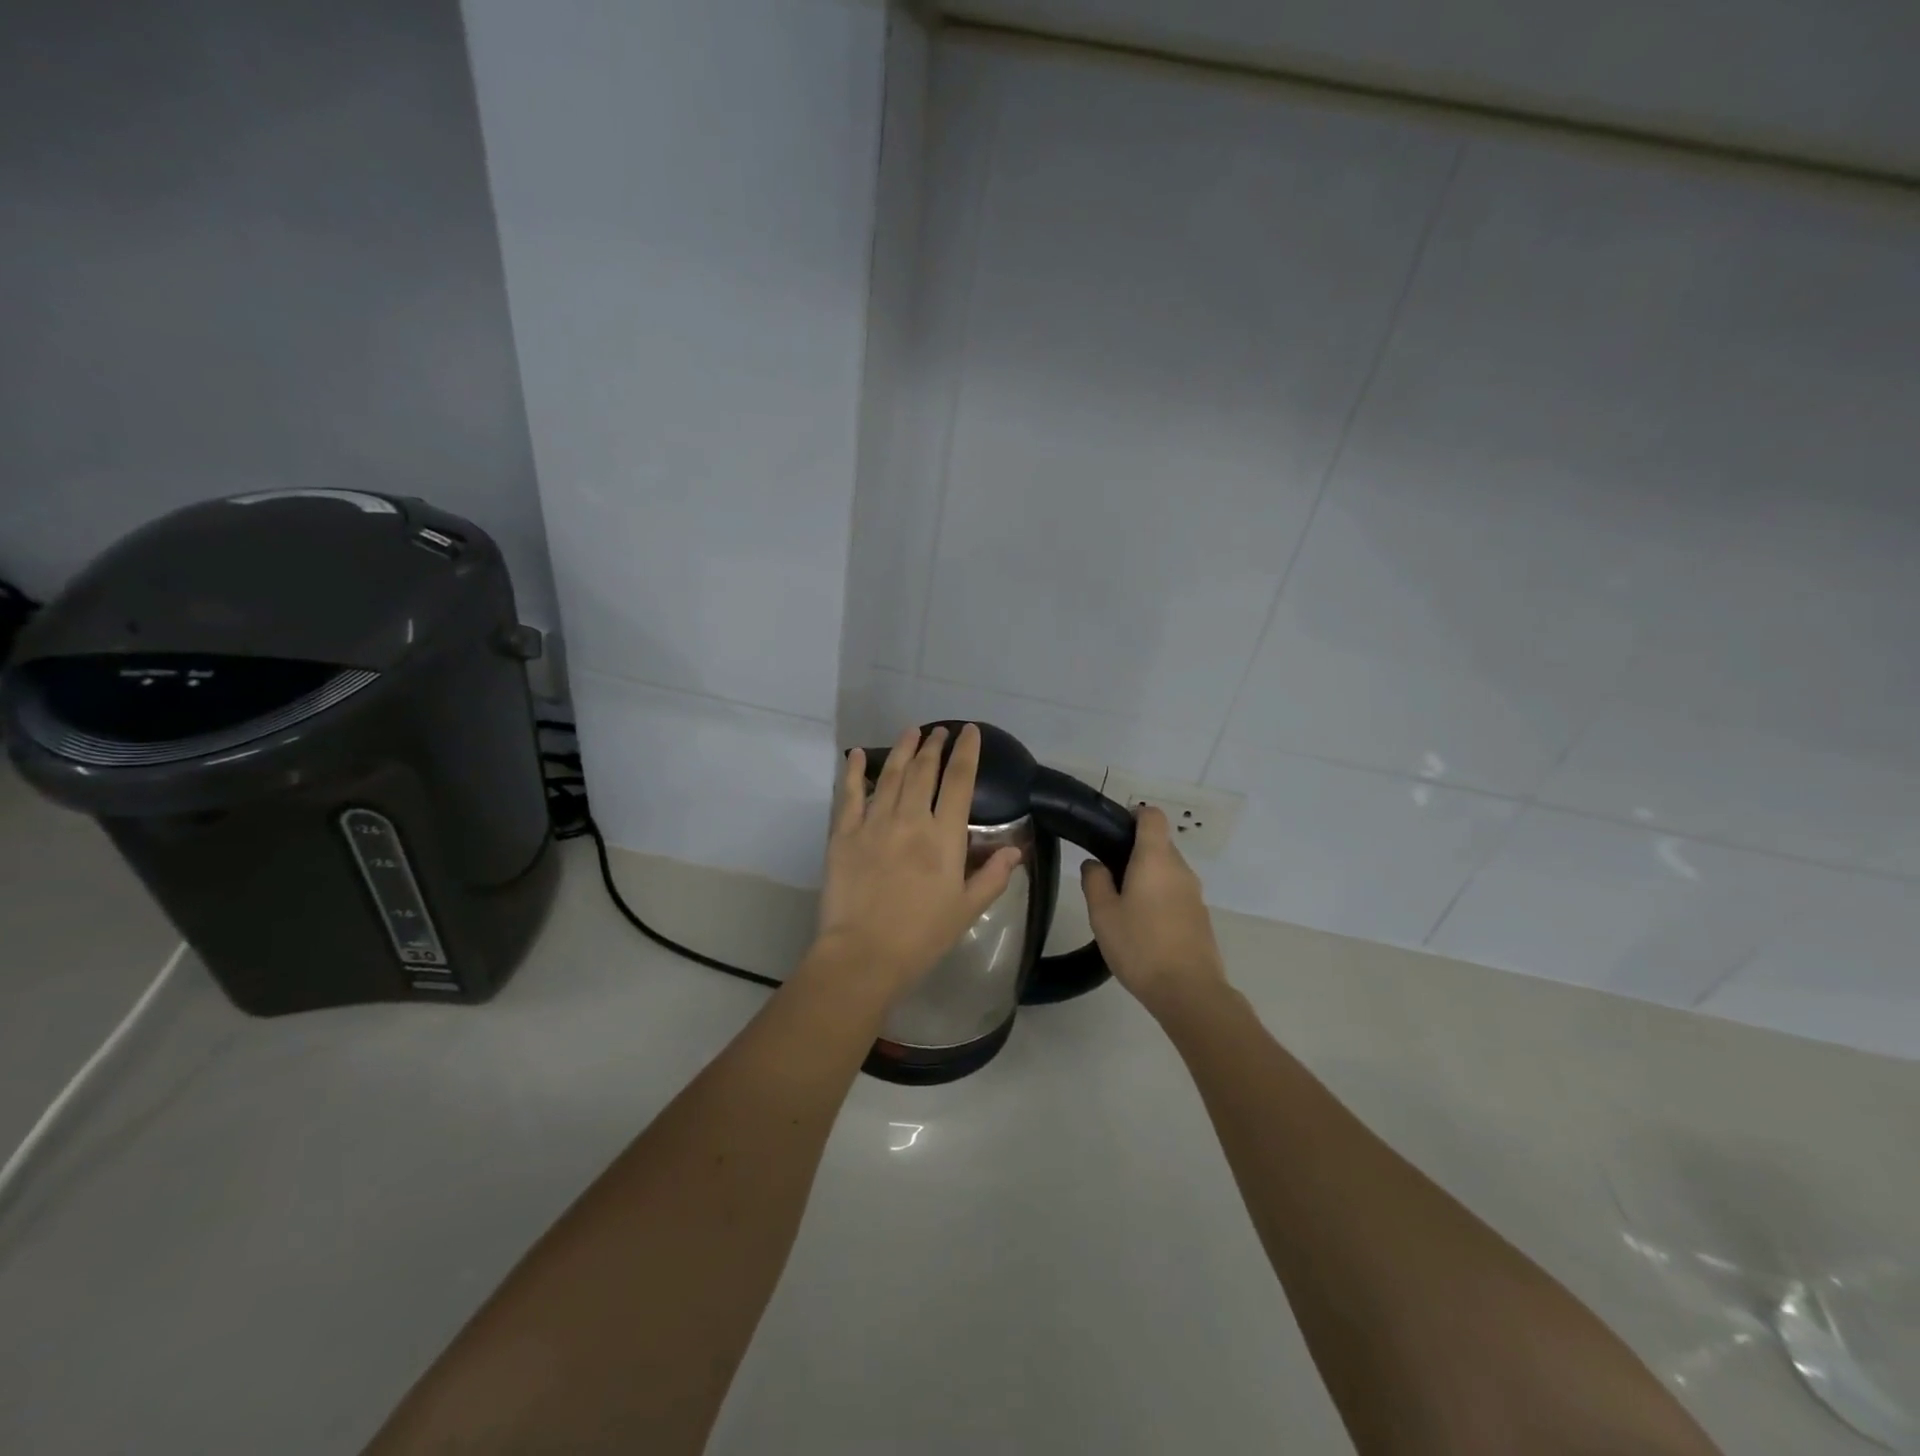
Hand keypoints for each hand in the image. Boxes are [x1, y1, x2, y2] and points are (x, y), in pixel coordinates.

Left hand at [814, 723, 1021, 997]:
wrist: (864, 953)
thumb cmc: (922, 936)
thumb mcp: (967, 909)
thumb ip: (993, 876)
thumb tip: (1015, 850)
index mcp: (944, 837)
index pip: (960, 782)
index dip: (966, 753)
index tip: (970, 732)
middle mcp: (911, 820)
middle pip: (924, 771)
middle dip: (934, 746)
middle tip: (939, 731)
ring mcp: (874, 823)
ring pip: (891, 775)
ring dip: (903, 749)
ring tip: (911, 732)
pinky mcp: (845, 834)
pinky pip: (849, 794)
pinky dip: (853, 771)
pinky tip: (856, 754)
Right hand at [1081, 806, 1228, 1016]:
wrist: (1188, 991)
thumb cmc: (1140, 946)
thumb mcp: (1103, 914)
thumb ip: (1095, 881)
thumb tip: (1094, 864)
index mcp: (1155, 859)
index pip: (1152, 816)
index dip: (1133, 815)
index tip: (1112, 832)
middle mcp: (1180, 868)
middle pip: (1159, 843)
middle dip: (1134, 851)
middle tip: (1107, 874)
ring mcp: (1194, 893)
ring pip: (1167, 870)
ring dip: (1146, 876)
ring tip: (1121, 903)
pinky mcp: (1200, 915)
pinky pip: (1176, 892)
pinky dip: (1159, 896)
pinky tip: (1142, 924)